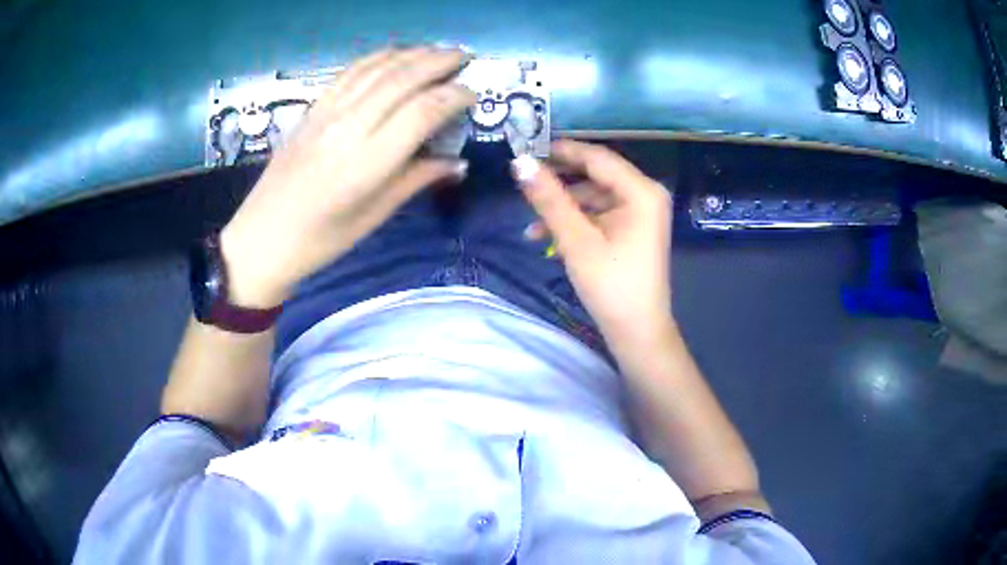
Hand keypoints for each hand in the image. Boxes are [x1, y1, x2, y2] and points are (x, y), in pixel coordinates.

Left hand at [220, 47, 476, 306]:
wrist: (261, 238)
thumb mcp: (374, 217)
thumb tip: (457, 162)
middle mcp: (348, 129)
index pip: (421, 112)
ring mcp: (326, 115)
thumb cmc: (321, 240)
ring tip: (437, 50)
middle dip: (438, 62)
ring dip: (411, 53)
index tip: (473, 95)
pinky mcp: (311, 110)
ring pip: (375, 69)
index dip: (454, 97)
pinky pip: (349, 73)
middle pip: (401, 80)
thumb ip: (416, 180)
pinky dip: (377, 58)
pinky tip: (394, 54)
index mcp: (367, 164)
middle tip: (465, 57)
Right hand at [516, 140, 672, 346]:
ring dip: (563, 207)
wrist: (637, 332)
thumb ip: (549, 198)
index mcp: (641, 191)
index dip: (561, 151)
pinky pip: (600, 214)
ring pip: (594, 197)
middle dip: (559, 182)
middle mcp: (645, 195)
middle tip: (523, 181)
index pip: (596, 157)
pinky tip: (547, 236)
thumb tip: (520, 163)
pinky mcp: (632, 229)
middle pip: (596, 175)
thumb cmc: (611, 285)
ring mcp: (640, 213)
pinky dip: (575, 222)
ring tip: (531, 224)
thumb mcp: (575, 239)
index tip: (526, 148)